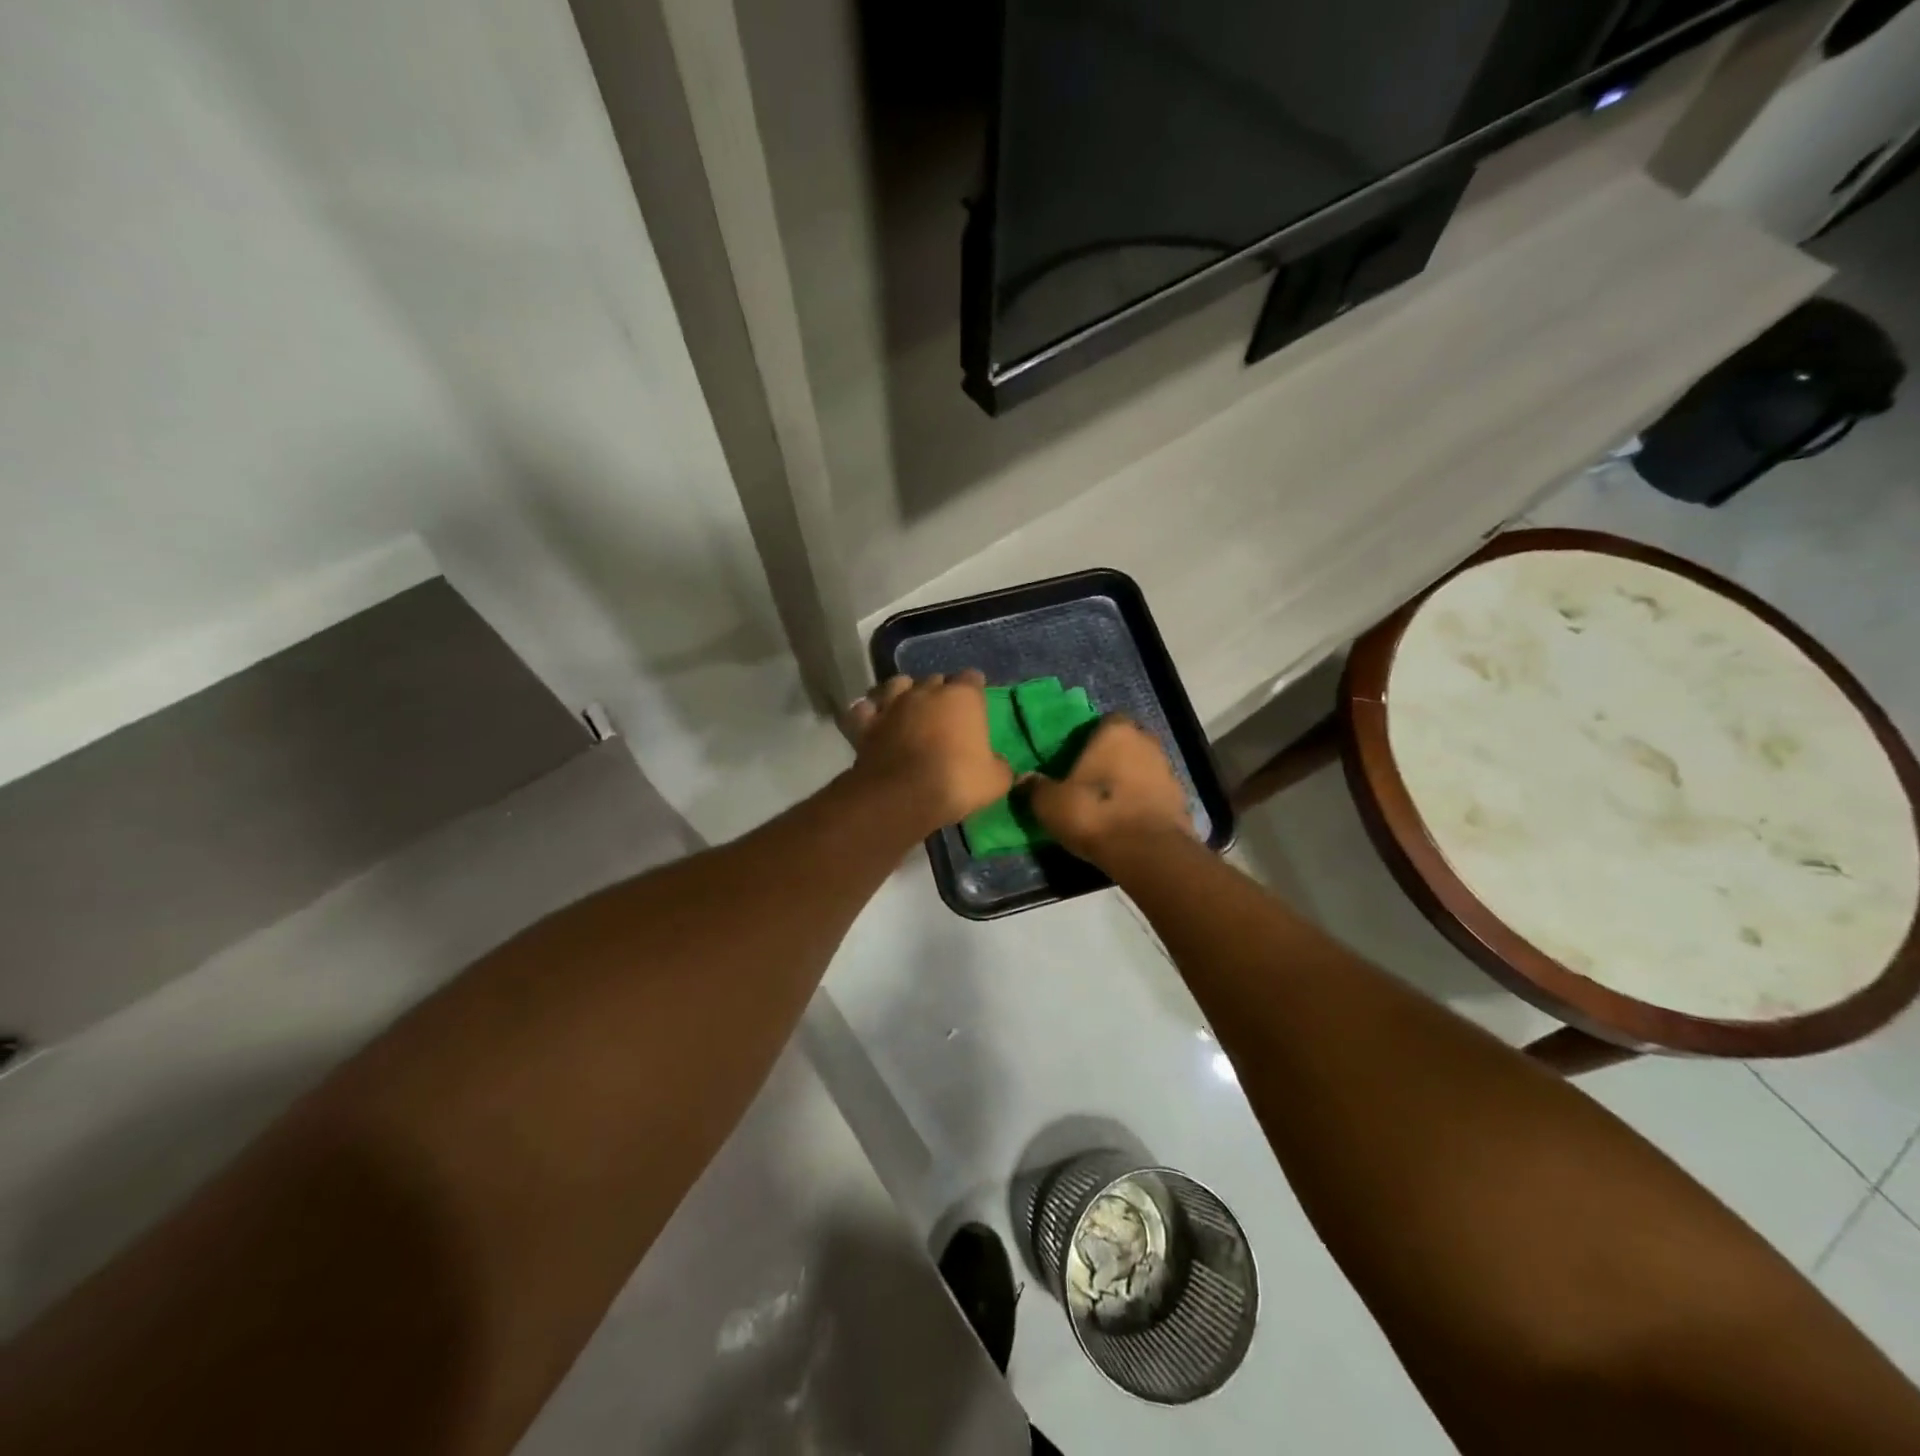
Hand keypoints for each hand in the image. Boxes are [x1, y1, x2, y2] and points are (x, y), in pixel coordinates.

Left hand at [843, 673, 1013, 832]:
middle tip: (945, 714)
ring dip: (904, 693)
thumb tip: (999, 764)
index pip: (972, 678)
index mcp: (963, 697)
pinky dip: (868, 712)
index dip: (975, 689)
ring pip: (898, 684)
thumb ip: (1001, 766)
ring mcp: (893, 704)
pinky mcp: (866, 723)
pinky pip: (864, 709)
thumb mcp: (995, 780)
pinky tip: (873, 719)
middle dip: (941, 692)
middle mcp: (927, 691)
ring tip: (908, 708)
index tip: (977, 702)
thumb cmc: (957, 781)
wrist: (903, 795)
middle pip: (936, 680)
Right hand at [1028, 715, 1193, 863]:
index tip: (1077, 756)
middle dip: (1112, 757)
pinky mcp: (1181, 800)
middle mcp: (1147, 742)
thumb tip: (1024, 780)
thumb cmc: (1094, 813)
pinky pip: (1155, 794)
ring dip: (1129, 781)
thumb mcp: (1050, 803)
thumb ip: (1036, 788)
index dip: (1092, 737)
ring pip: (1143, 768)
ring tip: (1108, 804)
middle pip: (1127, 743)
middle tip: (1090, 779)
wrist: (1147, 852)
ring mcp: (1168, 770)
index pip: (1105, 721)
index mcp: (1116, 732)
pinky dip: (1143, 803)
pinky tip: (1126, 821)